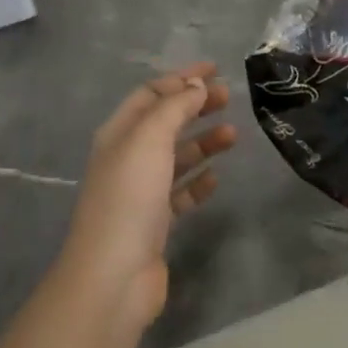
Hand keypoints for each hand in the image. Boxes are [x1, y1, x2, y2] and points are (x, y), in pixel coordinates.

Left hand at [57, 62, 236, 334]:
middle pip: (165, 122)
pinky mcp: (155, 223)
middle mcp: (128, 157)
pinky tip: (216, 178)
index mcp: (119, 133)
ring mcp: (141, 192)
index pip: (151, 93)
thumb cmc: (129, 197)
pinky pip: (181, 192)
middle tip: (229, 98)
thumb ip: (175, 107)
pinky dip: (198, 181)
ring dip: (203, 142)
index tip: (215, 70)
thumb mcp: (150, 138)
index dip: (181, 79)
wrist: (113, 276)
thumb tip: (196, 84)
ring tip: (233, 136)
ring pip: (176, 156)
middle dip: (195, 106)